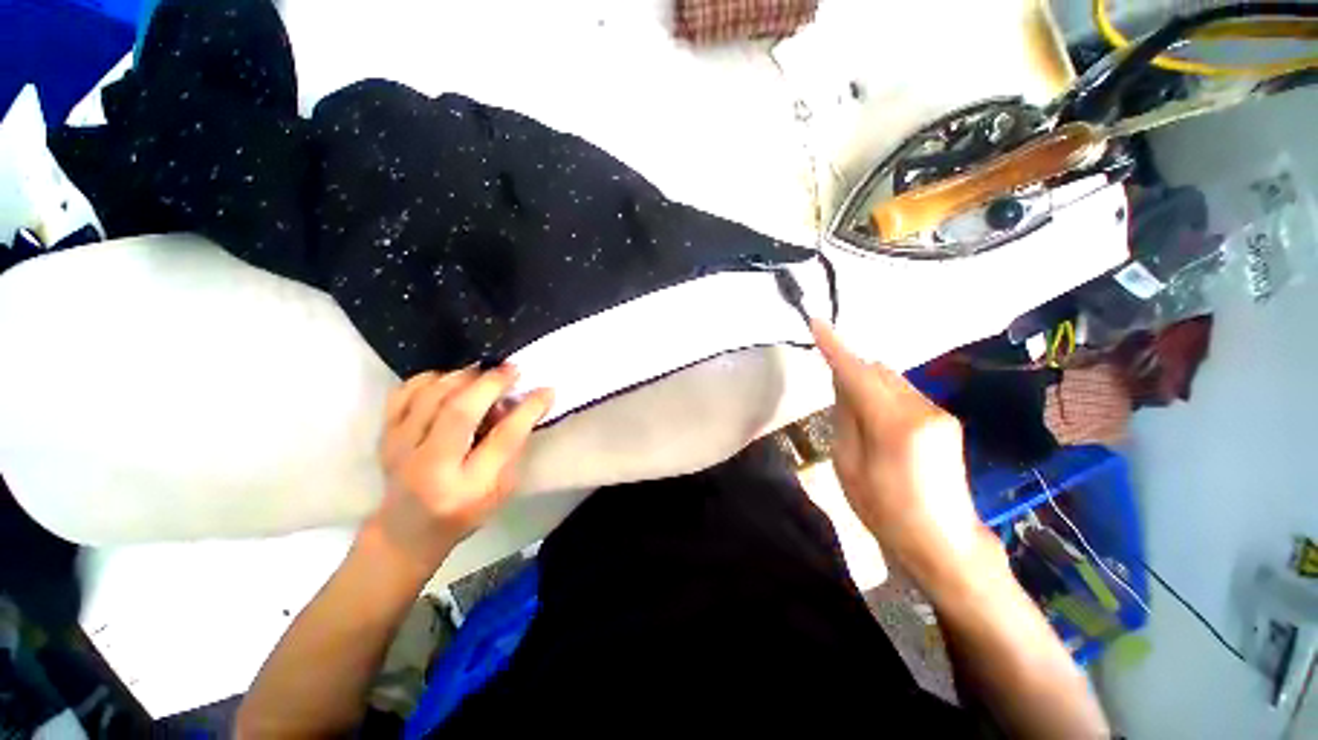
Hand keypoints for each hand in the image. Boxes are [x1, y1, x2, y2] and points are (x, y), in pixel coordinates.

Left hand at [371, 365, 553, 571]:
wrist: (406, 530)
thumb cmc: (466, 510)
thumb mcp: (502, 488)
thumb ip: (511, 447)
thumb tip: (515, 402)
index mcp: (468, 487)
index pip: (503, 439)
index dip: (528, 409)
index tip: (546, 390)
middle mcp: (430, 467)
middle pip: (460, 412)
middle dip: (491, 383)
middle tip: (512, 369)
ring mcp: (400, 449)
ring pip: (431, 396)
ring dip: (462, 377)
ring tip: (483, 373)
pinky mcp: (384, 436)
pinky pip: (404, 393)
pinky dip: (429, 379)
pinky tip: (449, 380)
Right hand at [811, 321, 994, 592]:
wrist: (943, 543)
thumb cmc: (885, 511)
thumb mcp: (848, 465)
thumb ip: (845, 417)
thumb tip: (843, 383)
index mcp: (895, 425)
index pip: (858, 373)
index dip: (836, 347)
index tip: (817, 323)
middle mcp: (923, 409)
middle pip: (877, 371)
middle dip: (851, 369)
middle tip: (832, 391)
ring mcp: (939, 413)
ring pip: (891, 380)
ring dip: (867, 383)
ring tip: (855, 414)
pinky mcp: (945, 419)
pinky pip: (903, 393)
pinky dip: (883, 395)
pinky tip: (877, 421)